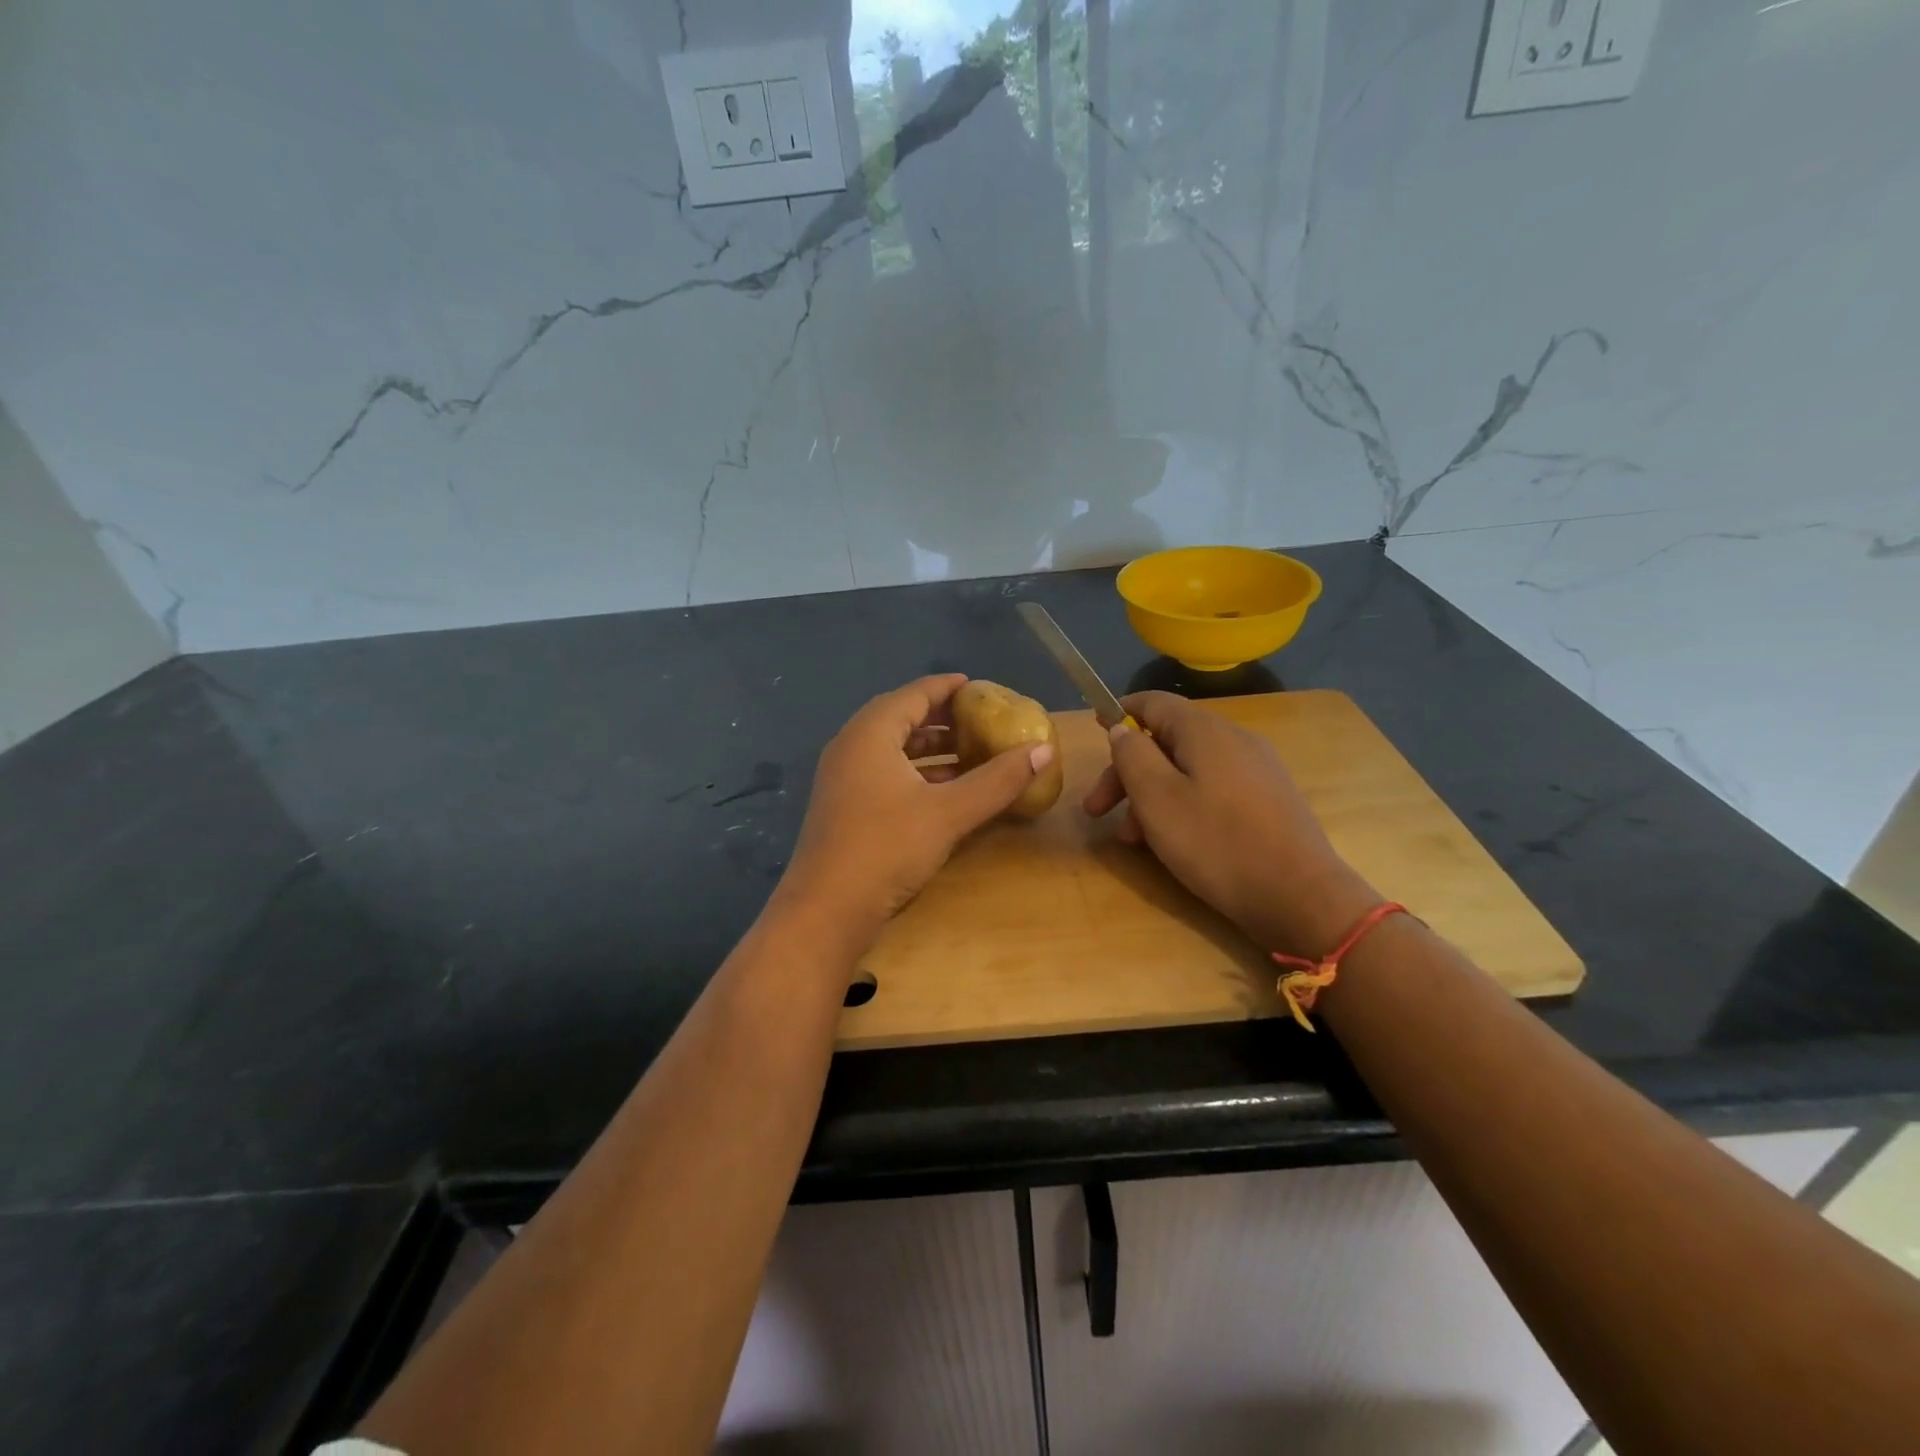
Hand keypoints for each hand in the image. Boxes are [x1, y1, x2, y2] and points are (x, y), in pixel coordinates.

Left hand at [778, 674, 1054, 937]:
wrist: (826, 909)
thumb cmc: (887, 848)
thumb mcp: (949, 812)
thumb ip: (997, 780)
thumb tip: (1042, 748)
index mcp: (871, 733)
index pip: (914, 694)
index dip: (948, 688)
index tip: (979, 687)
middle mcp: (851, 746)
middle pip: (901, 718)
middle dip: (943, 718)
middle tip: (980, 720)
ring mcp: (843, 778)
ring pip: (892, 749)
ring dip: (931, 749)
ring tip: (971, 754)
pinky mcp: (844, 806)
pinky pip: (884, 772)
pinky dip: (916, 773)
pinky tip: (945, 791)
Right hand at [1083, 691, 1377, 953]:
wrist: (1300, 896)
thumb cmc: (1216, 843)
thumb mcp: (1157, 798)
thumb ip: (1132, 756)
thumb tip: (1122, 729)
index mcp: (1205, 731)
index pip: (1154, 702)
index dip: (1120, 712)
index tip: (1095, 727)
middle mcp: (1234, 740)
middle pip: (1168, 741)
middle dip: (1127, 772)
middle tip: (1097, 811)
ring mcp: (1256, 770)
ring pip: (1188, 770)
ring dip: (1151, 796)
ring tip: (1133, 840)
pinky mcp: (1268, 800)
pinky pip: (1212, 789)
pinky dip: (1182, 805)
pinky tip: (1172, 841)